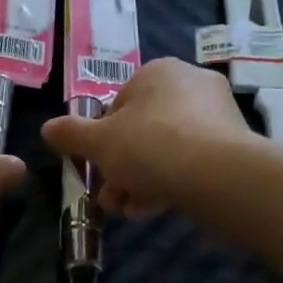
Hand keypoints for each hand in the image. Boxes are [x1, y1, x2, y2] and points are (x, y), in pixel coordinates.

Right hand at [42, 58, 250, 215]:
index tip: (95, 166)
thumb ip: (71, 134)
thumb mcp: (99, 142)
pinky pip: (190, 163)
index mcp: (158, 72)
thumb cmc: (150, 146)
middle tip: (109, 197)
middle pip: (142, 131)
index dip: (101, 139)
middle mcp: (191, 85)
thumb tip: (48, 128)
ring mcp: (217, 116)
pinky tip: (153, 209)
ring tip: (128, 210)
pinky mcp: (234, 147)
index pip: (118, 104)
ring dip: (140, 181)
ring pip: (165, 150)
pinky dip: (169, 184)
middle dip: (120, 168)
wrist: (217, 175)